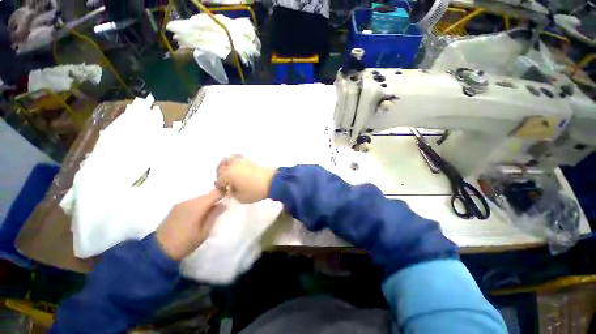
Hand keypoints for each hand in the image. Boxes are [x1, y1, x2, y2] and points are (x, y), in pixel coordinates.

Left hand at [156, 189, 223, 259]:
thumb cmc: (185, 243)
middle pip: (208, 194)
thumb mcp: (204, 231)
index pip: (215, 192)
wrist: (158, 251)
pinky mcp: (176, 207)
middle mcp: (189, 201)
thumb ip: (214, 215)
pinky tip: (201, 214)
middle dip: (217, 198)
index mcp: (197, 206)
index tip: (232, 196)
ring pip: (200, 198)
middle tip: (224, 206)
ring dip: (208, 202)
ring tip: (213, 211)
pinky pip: (193, 202)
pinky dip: (200, 204)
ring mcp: (181, 204)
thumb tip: (224, 203)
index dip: (225, 192)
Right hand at [216, 156, 275, 203]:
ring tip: (230, 173)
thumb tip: (230, 189)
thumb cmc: (255, 191)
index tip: (224, 191)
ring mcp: (242, 160)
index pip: (219, 180)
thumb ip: (232, 194)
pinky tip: (239, 169)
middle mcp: (233, 164)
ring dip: (227, 166)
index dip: (220, 187)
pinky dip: (235, 162)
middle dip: (220, 174)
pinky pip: (238, 158)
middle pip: (221, 167)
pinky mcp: (250, 159)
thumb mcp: (241, 198)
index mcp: (228, 174)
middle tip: (224, 181)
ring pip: (229, 159)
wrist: (272, 181)